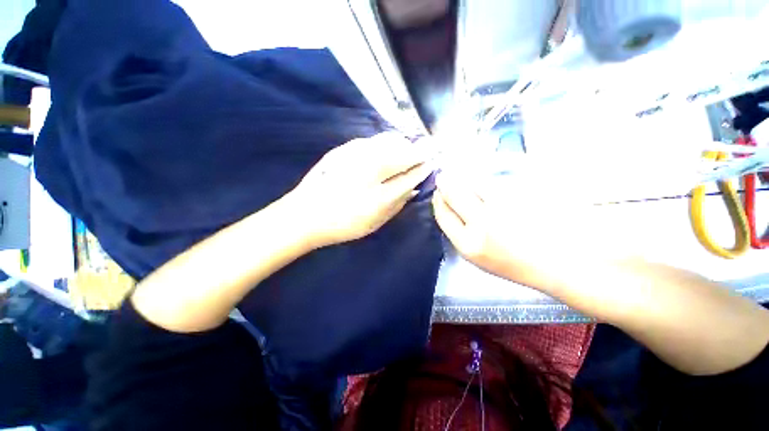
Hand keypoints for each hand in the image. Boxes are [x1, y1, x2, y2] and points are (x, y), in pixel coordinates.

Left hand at [289, 133, 433, 247]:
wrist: (305, 214)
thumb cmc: (342, 225)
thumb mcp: (374, 223)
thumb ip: (397, 206)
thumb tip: (413, 189)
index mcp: (379, 196)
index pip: (410, 176)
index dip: (423, 168)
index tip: (432, 163)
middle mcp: (369, 171)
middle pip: (403, 153)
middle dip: (418, 151)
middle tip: (426, 152)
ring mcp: (355, 156)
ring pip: (389, 141)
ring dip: (404, 144)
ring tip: (409, 148)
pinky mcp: (343, 149)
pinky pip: (373, 139)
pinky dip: (386, 142)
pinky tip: (388, 147)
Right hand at [431, 173, 596, 287]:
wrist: (557, 263)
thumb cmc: (513, 264)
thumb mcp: (478, 257)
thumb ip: (460, 233)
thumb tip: (448, 208)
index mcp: (468, 244)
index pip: (443, 216)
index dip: (437, 201)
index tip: (436, 193)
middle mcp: (480, 224)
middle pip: (453, 195)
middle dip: (445, 184)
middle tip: (443, 176)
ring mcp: (501, 208)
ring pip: (473, 184)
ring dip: (463, 179)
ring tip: (461, 177)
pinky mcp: (519, 196)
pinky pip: (493, 184)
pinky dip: (483, 182)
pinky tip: (483, 183)